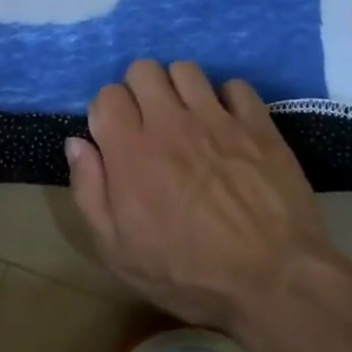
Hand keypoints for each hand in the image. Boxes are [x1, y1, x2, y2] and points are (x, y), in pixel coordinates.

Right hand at [66, 61, 343, 331]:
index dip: (107, 112)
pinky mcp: (258, 125)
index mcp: (130, 151)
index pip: (107, 96)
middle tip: (149, 123)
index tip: (115, 137)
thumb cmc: (188, 274)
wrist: (274, 282)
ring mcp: (217, 120)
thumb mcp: (117, 251)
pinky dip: (226, 99)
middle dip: (139, 90)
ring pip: (186, 70)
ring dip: (179, 88)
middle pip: (143, 70)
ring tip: (187, 118)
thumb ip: (89, 191)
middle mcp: (170, 123)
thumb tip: (76, 144)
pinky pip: (236, 86)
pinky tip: (227, 124)